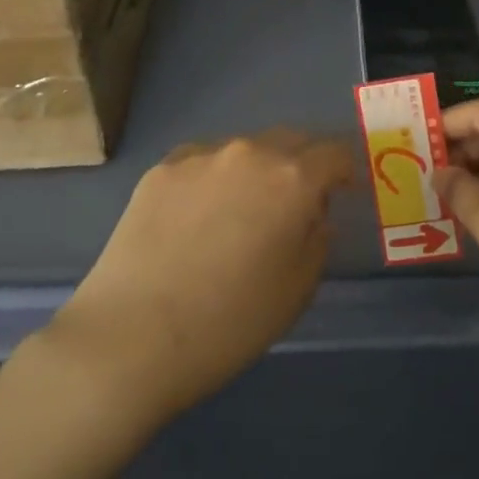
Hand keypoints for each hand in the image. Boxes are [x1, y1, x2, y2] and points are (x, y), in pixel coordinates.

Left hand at [53, 129, 353, 420]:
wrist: (133, 337)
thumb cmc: (230, 322)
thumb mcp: (298, 289)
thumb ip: (318, 239)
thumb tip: (314, 215)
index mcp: (293, 179)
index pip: (335, 153)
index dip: (345, 172)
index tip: (343, 194)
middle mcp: (250, 153)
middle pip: (291, 140)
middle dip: (303, 163)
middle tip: (297, 201)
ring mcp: (201, 157)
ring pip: (245, 150)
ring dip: (256, 170)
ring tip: (241, 211)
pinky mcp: (160, 170)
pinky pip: (204, 162)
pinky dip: (214, 179)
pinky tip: (199, 216)